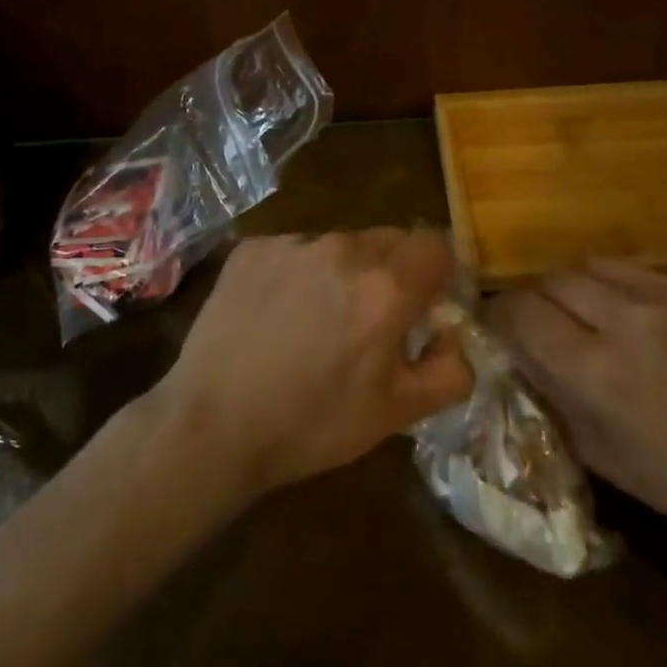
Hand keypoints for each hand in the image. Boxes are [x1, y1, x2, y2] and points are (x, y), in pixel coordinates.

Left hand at [151, 230, 473, 499]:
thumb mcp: (397, 414)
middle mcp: (343, 249)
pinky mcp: (254, 248)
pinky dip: (298, 273)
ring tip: (316, 321)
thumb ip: (450, 371)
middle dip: (392, 272)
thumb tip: (453, 336)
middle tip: (370, 320)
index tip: (423, 306)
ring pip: (340, 245)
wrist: (213, 425)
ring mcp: (293, 243)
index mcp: (386, 286)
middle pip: (389, 240)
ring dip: (343, 272)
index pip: (435, 245)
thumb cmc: (313, 424)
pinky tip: (276, 316)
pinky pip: (295, 249)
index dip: (436, 274)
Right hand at [490, 260, 666, 563]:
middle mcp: (631, 320)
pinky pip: (655, 271)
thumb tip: (518, 353)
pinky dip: (645, 293)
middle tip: (555, 326)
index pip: (519, 311)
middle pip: (553, 278)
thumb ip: (553, 395)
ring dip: (589, 288)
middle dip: (542, 301)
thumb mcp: (602, 457)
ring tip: (607, 317)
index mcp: (598, 372)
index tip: (504, 329)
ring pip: (599, 263)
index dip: (502, 317)